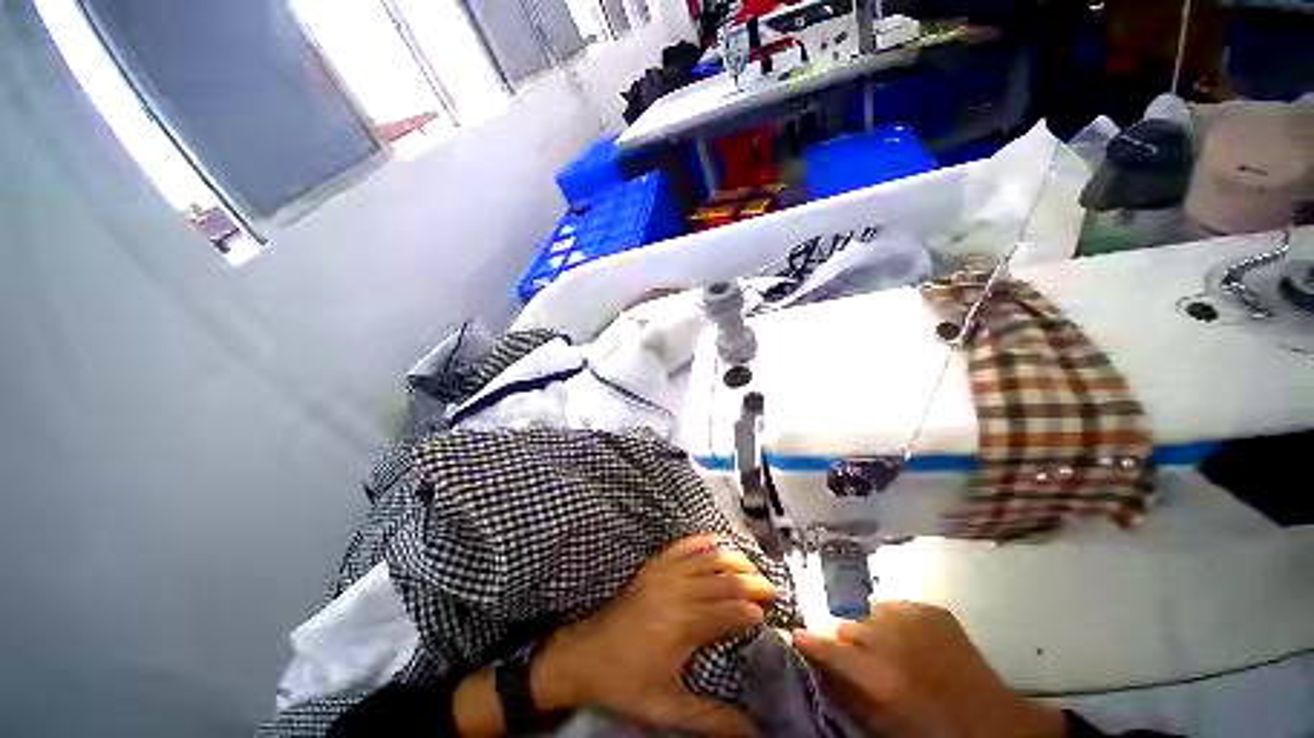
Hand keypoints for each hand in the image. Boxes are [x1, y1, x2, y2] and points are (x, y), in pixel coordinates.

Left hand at [533, 534, 776, 735]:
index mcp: (683, 625)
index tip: (769, 616)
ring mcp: (664, 572)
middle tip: (771, 590)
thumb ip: (711, 719)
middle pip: (725, 579)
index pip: (731, 610)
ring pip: (709, 557)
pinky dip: (705, 540)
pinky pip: (685, 544)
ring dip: (735, 558)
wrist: (585, 655)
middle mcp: (678, 591)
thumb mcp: (666, 707)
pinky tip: (718, 542)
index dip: (754, 611)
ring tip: (753, 567)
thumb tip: (753, 733)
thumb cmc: (626, 682)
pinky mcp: (654, 565)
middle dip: (753, 581)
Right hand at [793, 601, 1064, 737]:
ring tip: (888, 649)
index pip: (824, 647)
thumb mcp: (880, 722)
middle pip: (847, 626)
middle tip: (859, 659)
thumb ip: (845, 689)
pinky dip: (897, 622)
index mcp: (873, 674)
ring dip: (872, 629)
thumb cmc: (930, 732)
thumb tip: (817, 662)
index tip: (797, 637)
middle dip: (847, 641)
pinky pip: (898, 607)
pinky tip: (911, 641)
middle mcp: (886, 637)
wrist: (994, 726)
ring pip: (870, 612)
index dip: (807, 641)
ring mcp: (911, 618)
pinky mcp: (932, 610)